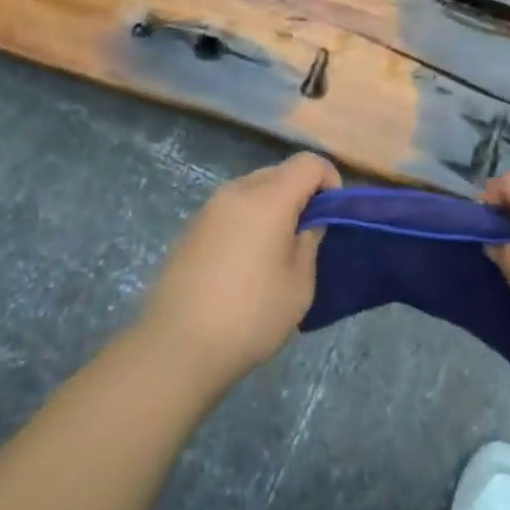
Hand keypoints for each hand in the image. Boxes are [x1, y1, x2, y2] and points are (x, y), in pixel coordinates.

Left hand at [139, 153, 339, 389]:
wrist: (177, 346)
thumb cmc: (251, 315)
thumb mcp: (299, 284)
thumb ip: (310, 240)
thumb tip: (309, 221)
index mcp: (268, 198)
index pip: (309, 163)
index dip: (329, 180)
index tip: (332, 215)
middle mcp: (237, 191)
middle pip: (280, 172)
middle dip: (301, 193)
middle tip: (307, 235)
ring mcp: (209, 208)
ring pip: (254, 188)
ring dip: (273, 206)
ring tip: (276, 250)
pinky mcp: (191, 228)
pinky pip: (231, 208)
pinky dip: (248, 220)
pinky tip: (245, 262)